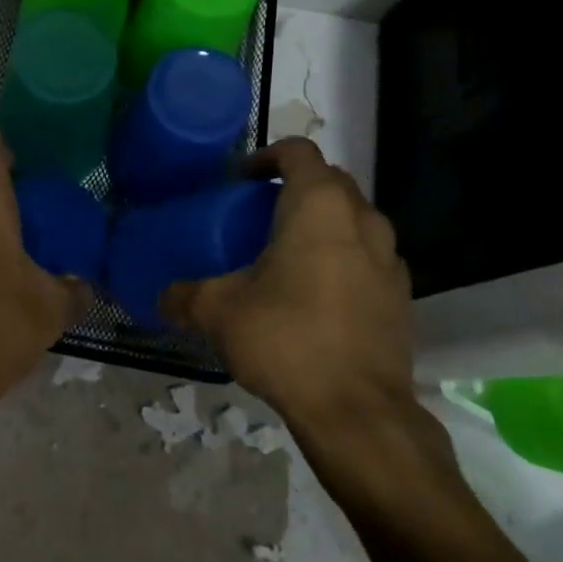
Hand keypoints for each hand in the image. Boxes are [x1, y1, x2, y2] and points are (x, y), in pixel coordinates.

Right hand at [162, 139, 413, 426]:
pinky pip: (369, 256)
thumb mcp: (218, 312)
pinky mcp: (402, 294)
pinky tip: (318, 293)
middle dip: (294, 188)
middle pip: (329, 181)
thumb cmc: (285, 339)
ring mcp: (390, 257)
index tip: (240, 181)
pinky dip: (344, 258)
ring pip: (354, 219)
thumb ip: (183, 296)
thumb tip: (160, 298)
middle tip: (258, 216)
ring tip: (288, 254)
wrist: (357, 410)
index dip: (266, 156)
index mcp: (319, 205)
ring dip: (323, 224)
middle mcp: (362, 219)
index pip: (297, 151)